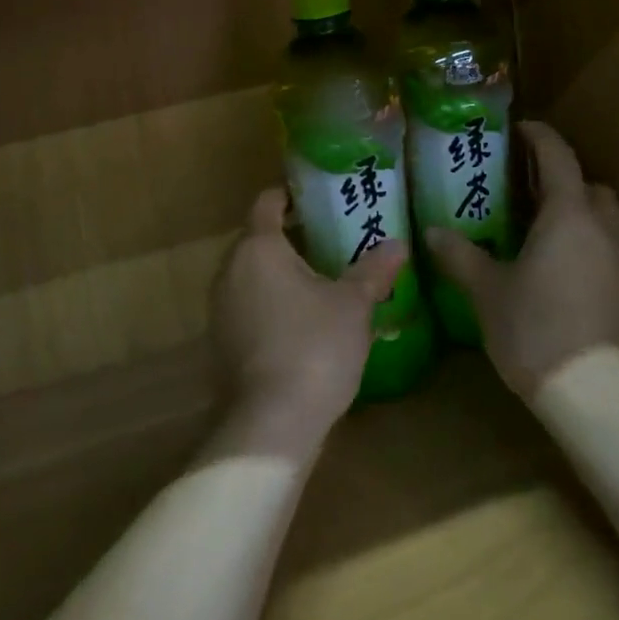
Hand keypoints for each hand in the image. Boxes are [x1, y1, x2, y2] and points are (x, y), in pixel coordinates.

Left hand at [210, 187, 405, 458]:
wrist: (271, 424)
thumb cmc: (314, 348)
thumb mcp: (353, 306)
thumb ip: (373, 271)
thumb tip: (399, 244)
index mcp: (258, 248)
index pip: (267, 203)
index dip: (290, 195)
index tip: (316, 199)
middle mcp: (230, 270)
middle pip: (257, 238)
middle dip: (290, 237)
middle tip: (330, 240)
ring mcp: (219, 308)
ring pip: (251, 274)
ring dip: (280, 273)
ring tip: (320, 281)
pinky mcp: (220, 342)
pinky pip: (246, 306)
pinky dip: (269, 303)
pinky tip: (301, 322)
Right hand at [427, 121, 618, 400]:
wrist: (593, 394)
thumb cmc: (534, 330)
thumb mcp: (487, 291)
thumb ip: (460, 256)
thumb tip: (433, 231)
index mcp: (567, 217)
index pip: (558, 158)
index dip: (540, 137)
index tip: (520, 129)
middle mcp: (601, 232)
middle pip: (591, 187)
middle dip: (565, 178)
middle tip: (528, 188)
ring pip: (604, 221)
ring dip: (577, 214)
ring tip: (539, 230)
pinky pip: (606, 252)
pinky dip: (585, 246)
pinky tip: (556, 272)